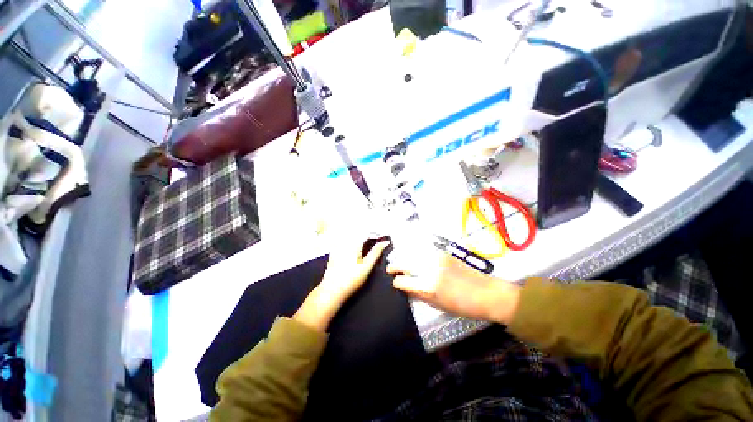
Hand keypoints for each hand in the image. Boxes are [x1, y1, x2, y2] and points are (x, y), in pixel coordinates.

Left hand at [294, 235, 389, 331]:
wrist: (331, 290)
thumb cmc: (352, 279)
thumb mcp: (367, 266)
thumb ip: (376, 252)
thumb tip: (385, 242)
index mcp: (353, 243)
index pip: (367, 231)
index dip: (376, 232)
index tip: (383, 236)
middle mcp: (344, 241)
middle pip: (359, 230)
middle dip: (369, 232)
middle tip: (378, 237)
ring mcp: (338, 245)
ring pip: (351, 233)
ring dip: (362, 234)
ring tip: (370, 239)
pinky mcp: (334, 250)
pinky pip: (345, 238)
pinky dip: (353, 238)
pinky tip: (358, 244)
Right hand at [387, 249, 519, 324]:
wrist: (486, 292)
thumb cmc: (462, 305)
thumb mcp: (437, 305)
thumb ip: (418, 294)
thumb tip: (405, 287)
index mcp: (427, 286)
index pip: (402, 280)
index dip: (396, 282)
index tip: (395, 283)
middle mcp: (429, 268)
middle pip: (404, 262)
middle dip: (394, 265)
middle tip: (390, 268)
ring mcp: (436, 257)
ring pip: (412, 253)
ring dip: (403, 257)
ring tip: (399, 262)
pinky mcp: (442, 252)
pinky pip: (423, 251)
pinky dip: (415, 253)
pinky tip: (414, 257)